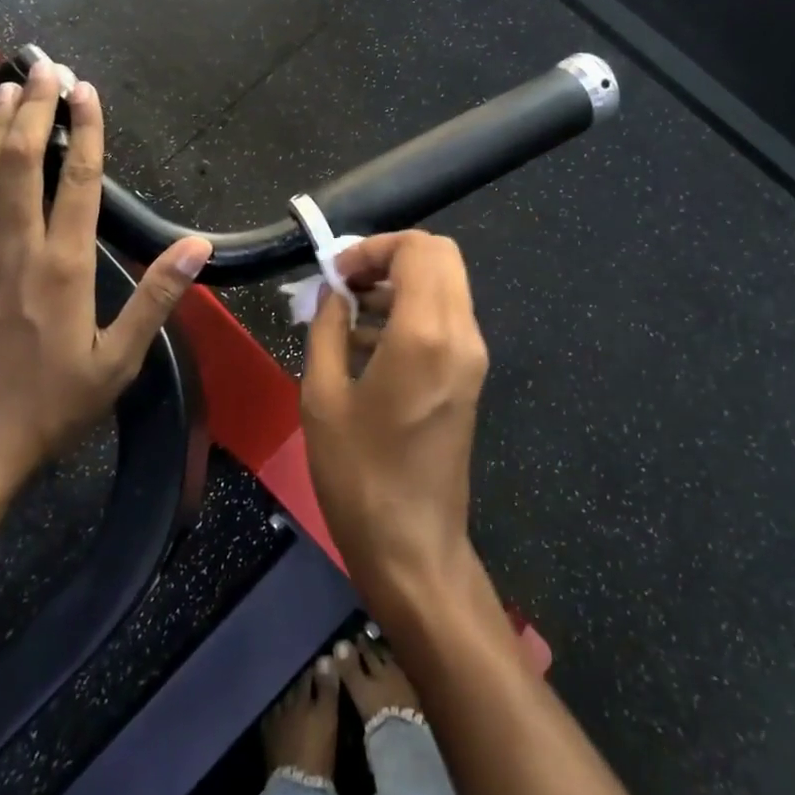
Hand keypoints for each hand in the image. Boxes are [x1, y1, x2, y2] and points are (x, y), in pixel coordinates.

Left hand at [0, 66, 211, 495]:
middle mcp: (15, 248)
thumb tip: (196, 246)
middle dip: (37, 111)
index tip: (88, 92)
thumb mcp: (117, 360)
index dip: (85, 131)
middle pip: (22, 163)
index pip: (78, 181)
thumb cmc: (49, 407)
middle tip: (47, 69)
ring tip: (7, 88)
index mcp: (64, 266)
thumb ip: (156, 297)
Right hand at [301, 231, 488, 609]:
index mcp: (425, 334)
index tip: (336, 272)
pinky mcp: (471, 376)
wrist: (413, 548)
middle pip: (440, 256)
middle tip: (345, 282)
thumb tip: (333, 289)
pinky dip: (412, 310)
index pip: (418, 249)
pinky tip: (367, 342)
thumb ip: (327, 327)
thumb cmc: (359, 476)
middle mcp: (461, 334)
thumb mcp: (322, 397)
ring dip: (400, 282)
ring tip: (348, 311)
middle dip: (390, 256)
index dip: (374, 247)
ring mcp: (472, 356)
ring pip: (446, 284)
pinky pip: (446, 317)